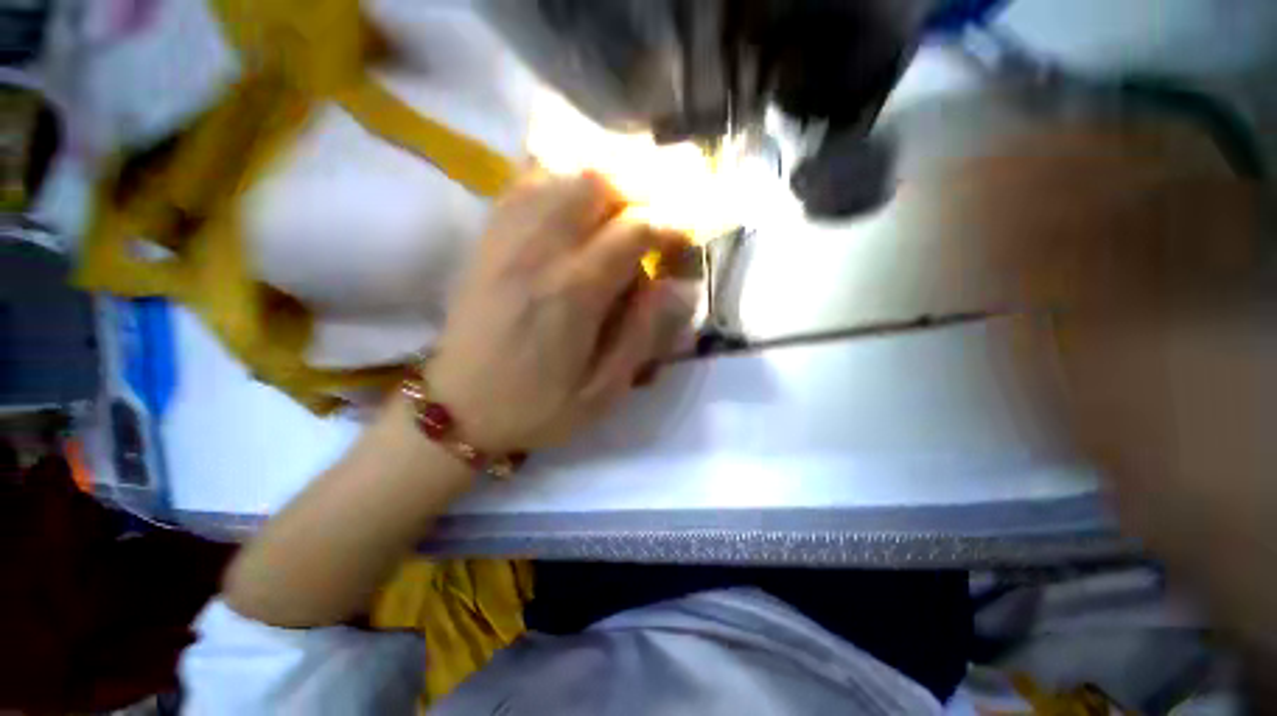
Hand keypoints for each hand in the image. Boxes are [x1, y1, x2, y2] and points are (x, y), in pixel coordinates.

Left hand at [427, 171, 691, 452]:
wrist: (457, 410)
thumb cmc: (536, 407)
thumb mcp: (602, 391)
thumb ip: (642, 336)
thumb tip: (679, 288)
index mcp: (573, 293)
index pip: (633, 228)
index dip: (670, 221)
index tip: (687, 232)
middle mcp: (539, 252)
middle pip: (595, 182)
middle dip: (639, 185)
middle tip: (659, 210)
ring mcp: (506, 239)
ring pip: (560, 175)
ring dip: (603, 178)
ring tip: (626, 200)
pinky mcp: (487, 241)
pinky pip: (524, 185)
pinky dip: (560, 179)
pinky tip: (575, 197)